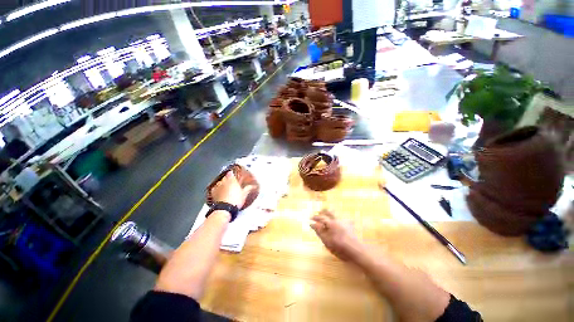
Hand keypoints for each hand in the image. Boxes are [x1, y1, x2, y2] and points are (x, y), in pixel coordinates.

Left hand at [211, 171, 253, 207]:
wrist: (224, 209)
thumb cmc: (236, 199)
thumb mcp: (244, 194)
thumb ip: (248, 188)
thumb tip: (254, 185)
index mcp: (231, 180)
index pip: (231, 173)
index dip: (232, 173)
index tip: (234, 175)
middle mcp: (223, 181)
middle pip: (225, 177)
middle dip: (228, 178)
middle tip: (231, 182)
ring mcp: (217, 187)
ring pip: (219, 182)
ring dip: (222, 183)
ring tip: (225, 187)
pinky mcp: (212, 193)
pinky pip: (215, 188)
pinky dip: (217, 189)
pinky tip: (219, 192)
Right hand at [310, 210, 363, 261]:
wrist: (357, 251)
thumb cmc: (340, 248)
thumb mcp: (327, 241)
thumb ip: (319, 231)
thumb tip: (312, 224)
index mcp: (332, 223)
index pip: (321, 217)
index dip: (315, 217)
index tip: (310, 218)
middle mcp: (338, 220)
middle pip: (329, 211)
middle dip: (323, 211)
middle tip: (318, 212)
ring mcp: (345, 222)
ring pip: (336, 214)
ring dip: (330, 213)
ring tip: (326, 216)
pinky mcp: (350, 226)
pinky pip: (343, 218)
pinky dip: (338, 218)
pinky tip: (338, 221)